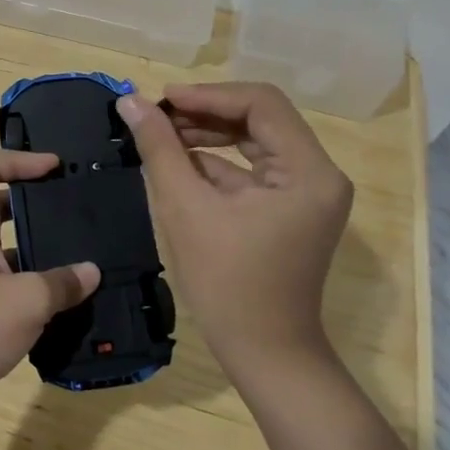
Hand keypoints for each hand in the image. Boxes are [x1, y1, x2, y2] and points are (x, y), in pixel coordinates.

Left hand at [0, 150, 100, 416]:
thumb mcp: (26, 302)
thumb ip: (62, 283)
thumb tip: (91, 272)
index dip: (16, 158)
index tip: (53, 168)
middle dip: (35, 199)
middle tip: (73, 208)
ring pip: (7, 244)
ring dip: (39, 246)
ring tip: (80, 254)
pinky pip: (9, 280)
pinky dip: (35, 283)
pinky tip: (65, 299)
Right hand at [117, 83, 352, 373]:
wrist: (264, 354)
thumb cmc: (227, 283)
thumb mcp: (186, 208)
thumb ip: (159, 148)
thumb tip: (131, 102)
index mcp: (309, 170)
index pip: (261, 104)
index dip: (208, 94)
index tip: (162, 100)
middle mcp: (318, 173)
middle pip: (260, 119)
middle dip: (206, 113)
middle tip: (157, 116)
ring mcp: (307, 193)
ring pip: (255, 141)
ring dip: (209, 135)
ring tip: (161, 134)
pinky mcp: (291, 209)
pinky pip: (253, 169)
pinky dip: (217, 162)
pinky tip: (177, 162)